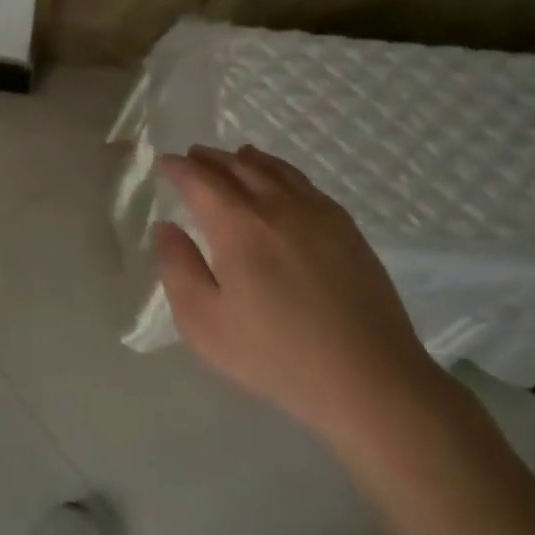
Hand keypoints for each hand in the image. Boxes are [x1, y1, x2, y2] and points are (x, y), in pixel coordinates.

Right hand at [152, 145, 446, 435]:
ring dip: (246, 160)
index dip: (180, 168)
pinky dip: (280, 171)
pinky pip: (304, 183)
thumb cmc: (276, 355)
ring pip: (274, 169)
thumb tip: (166, 228)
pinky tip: (279, 182)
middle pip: (238, 167)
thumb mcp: (205, 323)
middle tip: (192, 157)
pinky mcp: (346, 227)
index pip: (201, 180)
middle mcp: (277, 205)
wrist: (369, 377)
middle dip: (209, 159)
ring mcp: (317, 212)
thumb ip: (178, 269)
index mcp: (238, 226)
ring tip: (233, 158)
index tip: (166, 163)